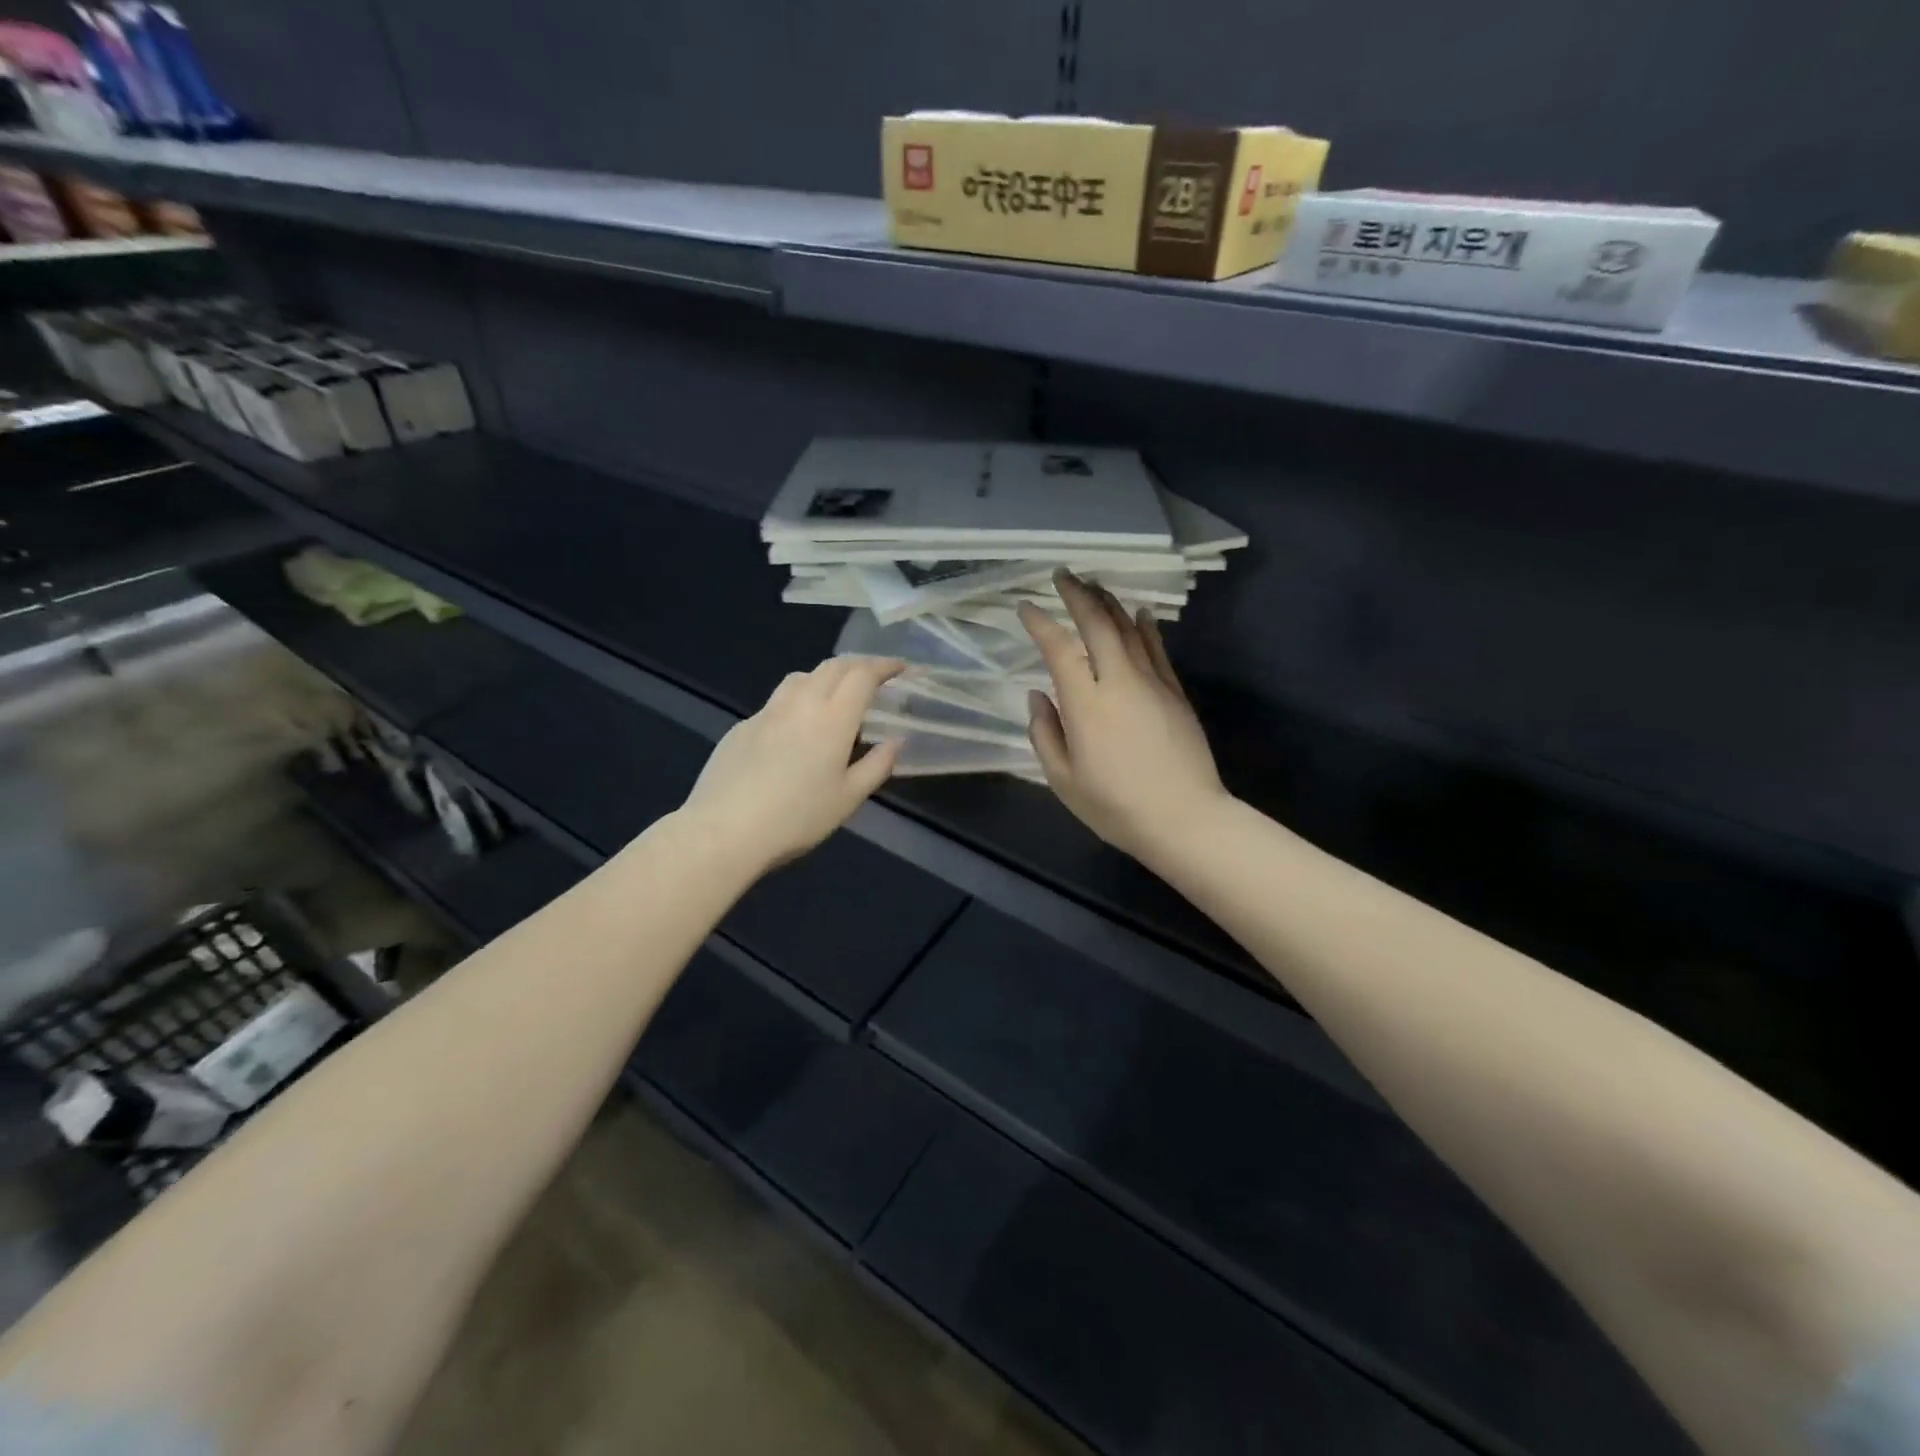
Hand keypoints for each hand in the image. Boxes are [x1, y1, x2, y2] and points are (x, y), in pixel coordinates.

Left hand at [679, 656, 903, 874]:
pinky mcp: (742, 727)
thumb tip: (896, 741)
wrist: (724, 830)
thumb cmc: (796, 817)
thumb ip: (877, 765)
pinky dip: (797, 700)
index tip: (901, 667)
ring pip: (801, 677)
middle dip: (859, 664)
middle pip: (833, 666)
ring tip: (836, 693)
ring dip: (826, 675)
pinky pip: (777, 701)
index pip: (863, 675)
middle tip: (875, 675)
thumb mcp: (848, 799)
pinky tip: (795, 728)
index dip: (885, 666)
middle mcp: (800, 703)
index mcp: (833, 718)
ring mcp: (767, 712)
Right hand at [1018, 571, 1229, 864]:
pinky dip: (1144, 626)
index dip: (1040, 623)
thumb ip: (1045, 733)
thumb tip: (1038, 696)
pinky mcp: (1175, 692)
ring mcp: (1152, 683)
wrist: (1184, 819)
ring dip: (1109, 602)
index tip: (1026, 607)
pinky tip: (1138, 612)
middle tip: (1062, 575)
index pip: (1058, 649)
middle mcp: (1118, 682)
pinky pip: (1157, 648)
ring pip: (1128, 629)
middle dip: (1077, 594)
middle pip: (1097, 624)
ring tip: (1093, 585)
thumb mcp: (1063, 780)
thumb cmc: (1115, 806)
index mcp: (1085, 704)